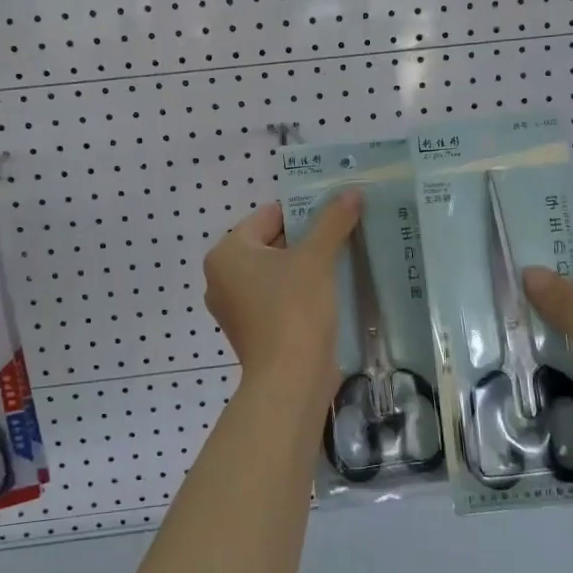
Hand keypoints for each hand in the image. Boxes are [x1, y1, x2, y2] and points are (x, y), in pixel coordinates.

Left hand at [203, 192, 362, 395]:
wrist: (290, 380)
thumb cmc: (294, 309)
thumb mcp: (316, 258)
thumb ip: (332, 221)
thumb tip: (351, 192)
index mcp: (226, 253)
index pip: (268, 216)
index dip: (304, 211)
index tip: (335, 213)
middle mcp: (221, 277)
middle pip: (270, 243)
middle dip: (305, 239)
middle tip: (342, 233)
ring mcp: (234, 307)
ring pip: (275, 272)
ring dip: (304, 266)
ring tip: (340, 259)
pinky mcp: (251, 330)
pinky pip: (276, 297)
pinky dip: (298, 291)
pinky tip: (328, 291)